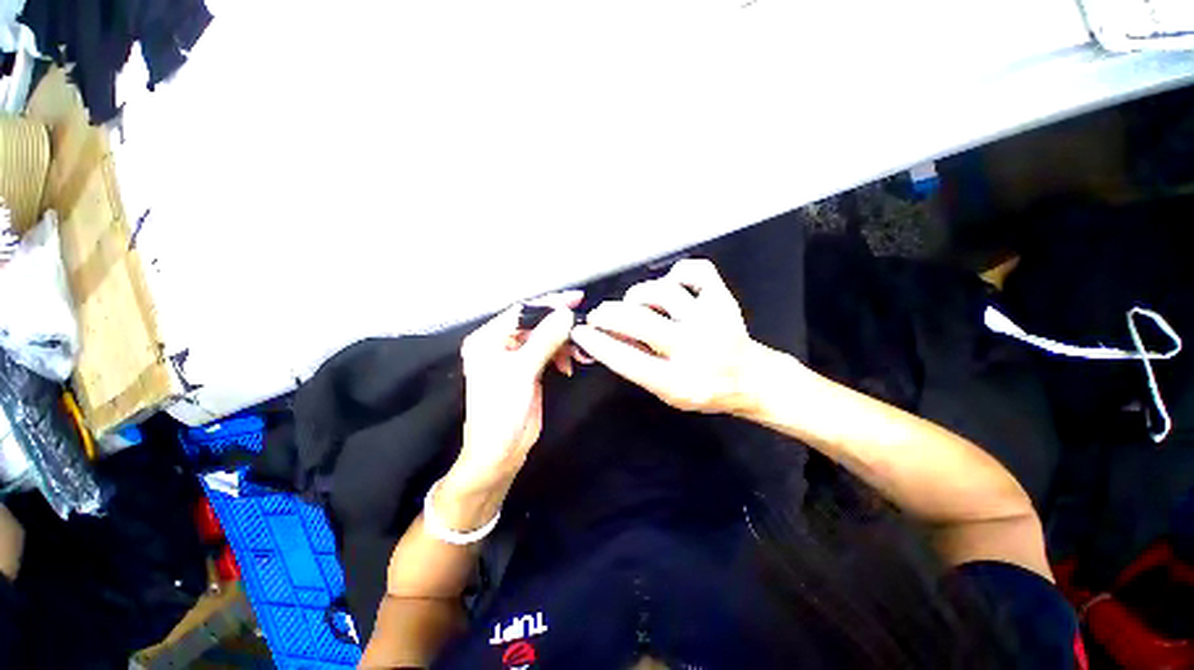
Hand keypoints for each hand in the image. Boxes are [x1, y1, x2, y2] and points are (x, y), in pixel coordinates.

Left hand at [445, 291, 580, 499]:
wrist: (500, 451)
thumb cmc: (501, 410)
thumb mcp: (522, 371)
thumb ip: (545, 340)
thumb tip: (566, 314)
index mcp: (488, 339)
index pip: (522, 312)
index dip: (549, 304)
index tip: (576, 298)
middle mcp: (500, 343)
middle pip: (535, 323)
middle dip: (560, 325)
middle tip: (583, 325)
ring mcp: (515, 357)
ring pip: (545, 337)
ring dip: (564, 342)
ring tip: (580, 353)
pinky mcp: (529, 369)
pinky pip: (549, 352)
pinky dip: (562, 355)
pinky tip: (570, 365)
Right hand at [571, 259, 759, 413]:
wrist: (750, 379)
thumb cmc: (703, 389)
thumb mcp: (666, 391)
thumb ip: (637, 364)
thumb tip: (605, 338)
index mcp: (679, 382)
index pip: (626, 360)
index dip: (597, 343)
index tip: (580, 331)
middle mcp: (695, 349)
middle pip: (640, 321)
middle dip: (608, 314)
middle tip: (598, 313)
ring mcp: (711, 320)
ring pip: (663, 292)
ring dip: (638, 295)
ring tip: (633, 302)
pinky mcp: (723, 300)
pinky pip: (696, 271)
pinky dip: (677, 272)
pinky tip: (669, 284)